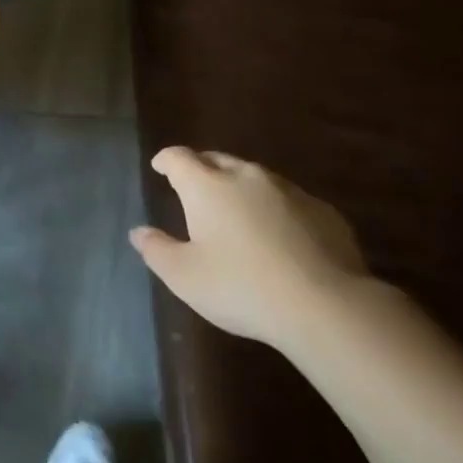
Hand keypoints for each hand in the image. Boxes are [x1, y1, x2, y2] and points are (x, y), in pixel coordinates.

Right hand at [130, 147, 370, 350]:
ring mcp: (288, 190)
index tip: (160, 166)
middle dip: (202, 168)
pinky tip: (280, 235)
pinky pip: (289, 200)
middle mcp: (246, 176)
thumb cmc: (241, 287)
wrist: (325, 304)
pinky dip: (276, 209)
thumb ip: (157, 250)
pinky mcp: (322, 210)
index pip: (179, 158)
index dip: (166, 160)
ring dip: (240, 187)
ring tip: (237, 211)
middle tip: (195, 186)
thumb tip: (138, 232)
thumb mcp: (185, 277)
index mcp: (207, 186)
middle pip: (217, 160)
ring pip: (255, 177)